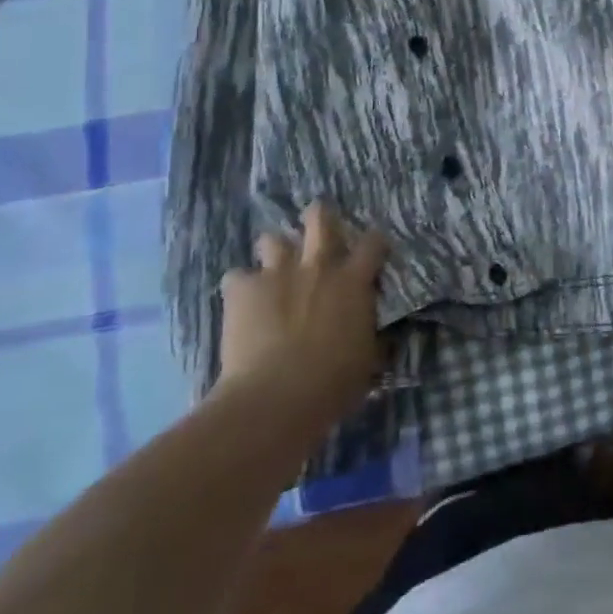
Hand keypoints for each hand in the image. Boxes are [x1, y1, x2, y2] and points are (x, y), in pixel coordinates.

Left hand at [214, 202, 388, 418]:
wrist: (276, 397)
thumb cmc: (333, 383)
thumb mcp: (367, 360)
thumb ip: (370, 336)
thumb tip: (376, 335)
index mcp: (353, 281)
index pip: (373, 243)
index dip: (374, 242)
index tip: (373, 251)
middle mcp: (318, 265)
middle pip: (320, 218)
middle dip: (319, 217)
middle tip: (317, 230)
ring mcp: (277, 273)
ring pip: (272, 239)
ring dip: (274, 252)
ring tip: (272, 270)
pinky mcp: (242, 289)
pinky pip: (236, 277)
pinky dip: (239, 289)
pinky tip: (240, 305)